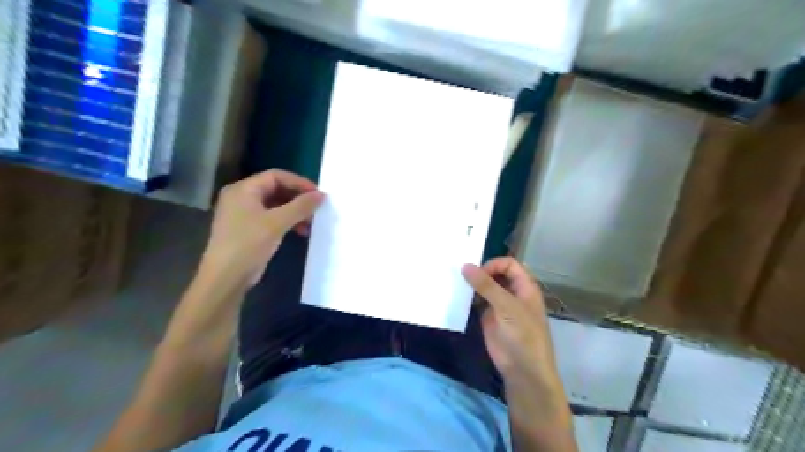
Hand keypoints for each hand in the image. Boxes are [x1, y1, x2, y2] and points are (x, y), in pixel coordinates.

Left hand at [197, 169, 321, 293]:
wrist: (226, 277)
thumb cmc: (248, 244)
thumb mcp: (277, 222)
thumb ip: (301, 206)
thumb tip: (322, 195)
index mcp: (243, 189)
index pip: (275, 176)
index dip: (298, 182)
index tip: (318, 193)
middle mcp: (242, 198)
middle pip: (276, 189)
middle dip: (298, 198)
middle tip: (316, 208)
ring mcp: (244, 214)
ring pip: (276, 205)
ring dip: (295, 212)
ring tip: (311, 223)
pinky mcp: (249, 230)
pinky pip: (272, 218)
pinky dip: (288, 222)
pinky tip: (301, 231)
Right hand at [463, 257, 558, 380]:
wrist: (523, 370)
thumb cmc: (523, 334)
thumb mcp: (506, 306)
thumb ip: (486, 285)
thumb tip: (465, 265)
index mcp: (524, 286)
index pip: (509, 264)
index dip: (494, 265)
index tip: (478, 273)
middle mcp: (512, 292)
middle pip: (496, 273)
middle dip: (481, 273)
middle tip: (462, 275)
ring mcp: (500, 305)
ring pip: (485, 287)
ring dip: (473, 285)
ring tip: (456, 283)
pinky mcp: (489, 317)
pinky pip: (477, 302)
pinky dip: (468, 298)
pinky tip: (458, 297)